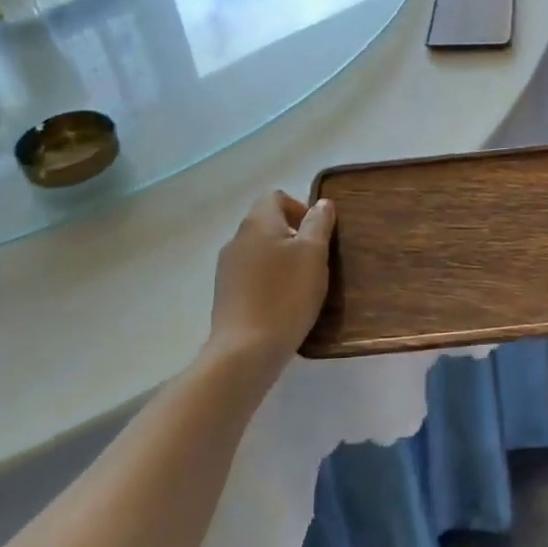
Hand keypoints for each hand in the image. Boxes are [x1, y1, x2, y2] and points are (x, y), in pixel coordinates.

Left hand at [205, 192, 334, 379]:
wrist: (245, 350)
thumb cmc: (286, 294)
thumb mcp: (314, 254)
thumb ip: (318, 224)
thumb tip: (322, 204)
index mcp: (258, 222)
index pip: (276, 197)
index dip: (299, 208)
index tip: (318, 233)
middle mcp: (237, 239)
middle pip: (267, 223)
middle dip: (293, 236)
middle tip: (316, 261)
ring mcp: (227, 268)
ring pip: (259, 251)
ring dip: (281, 260)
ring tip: (302, 285)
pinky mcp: (225, 295)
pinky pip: (251, 276)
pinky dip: (269, 281)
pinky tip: (284, 304)